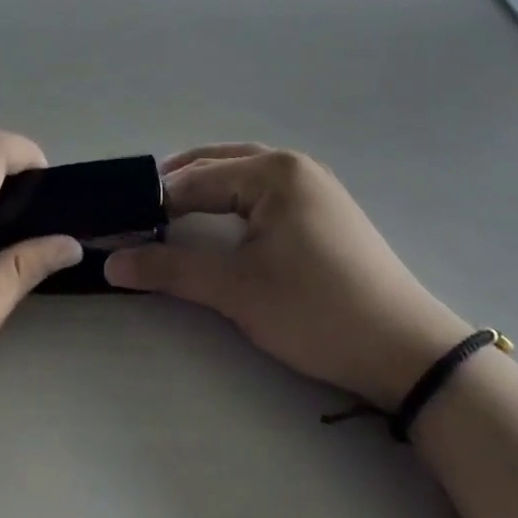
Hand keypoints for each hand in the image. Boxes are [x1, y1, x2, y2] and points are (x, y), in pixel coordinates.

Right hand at [104, 144, 469, 407]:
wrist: (407, 353)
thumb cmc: (317, 310)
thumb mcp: (237, 290)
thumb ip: (171, 269)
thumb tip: (110, 263)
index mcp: (273, 171)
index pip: (195, 180)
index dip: (153, 204)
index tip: (118, 227)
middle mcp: (294, 166)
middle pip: (217, 165)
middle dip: (176, 185)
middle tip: (137, 214)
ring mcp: (314, 186)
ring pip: (242, 175)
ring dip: (204, 188)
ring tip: (168, 212)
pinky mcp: (324, 211)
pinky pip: (264, 192)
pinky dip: (232, 201)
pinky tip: (218, 222)